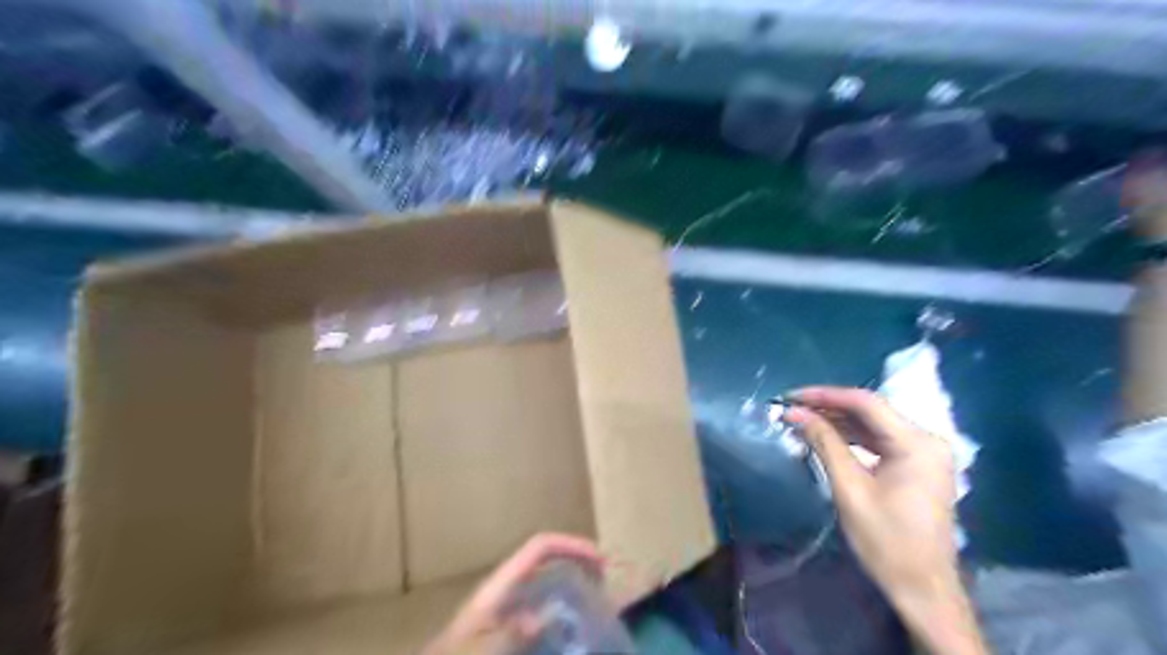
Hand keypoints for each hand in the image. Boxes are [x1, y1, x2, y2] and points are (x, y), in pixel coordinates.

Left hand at [426, 531, 600, 654]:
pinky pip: (541, 613)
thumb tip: (543, 617)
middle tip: (606, 585)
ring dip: (572, 588)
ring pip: (546, 585)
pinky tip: (571, 635)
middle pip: (548, 561)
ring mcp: (507, 608)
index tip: (601, 562)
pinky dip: (559, 616)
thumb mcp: (479, 648)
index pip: (540, 547)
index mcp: (500, 583)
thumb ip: (508, 633)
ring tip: (597, 608)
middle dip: (578, 564)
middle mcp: (506, 588)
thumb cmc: (455, 654)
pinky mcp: (507, 628)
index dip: (571, 545)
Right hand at [782, 386, 955, 589]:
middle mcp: (926, 440)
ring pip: (873, 425)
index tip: (791, 396)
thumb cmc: (886, 540)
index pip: (865, 403)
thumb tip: (794, 413)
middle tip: (792, 409)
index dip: (825, 395)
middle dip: (829, 407)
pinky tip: (825, 437)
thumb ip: (824, 443)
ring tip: (802, 420)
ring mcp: (925, 453)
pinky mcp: (918, 466)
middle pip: (871, 411)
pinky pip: (880, 441)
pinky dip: (852, 438)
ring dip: (838, 422)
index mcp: (917, 443)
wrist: (923, 588)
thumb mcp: (850, 488)